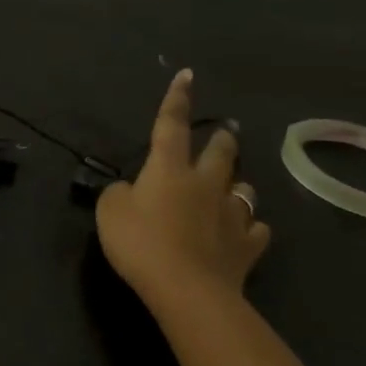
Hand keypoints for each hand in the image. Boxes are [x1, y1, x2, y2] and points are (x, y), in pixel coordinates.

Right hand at [95, 69, 269, 310]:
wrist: (187, 290)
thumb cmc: (142, 243)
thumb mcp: (110, 212)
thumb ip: (119, 194)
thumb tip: (131, 190)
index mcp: (169, 169)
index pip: (171, 125)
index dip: (177, 99)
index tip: (187, 75)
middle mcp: (204, 184)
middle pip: (219, 153)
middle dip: (221, 140)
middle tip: (224, 134)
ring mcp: (230, 215)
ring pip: (244, 188)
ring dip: (238, 183)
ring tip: (235, 185)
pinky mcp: (246, 247)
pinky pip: (255, 229)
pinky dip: (251, 227)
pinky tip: (247, 231)